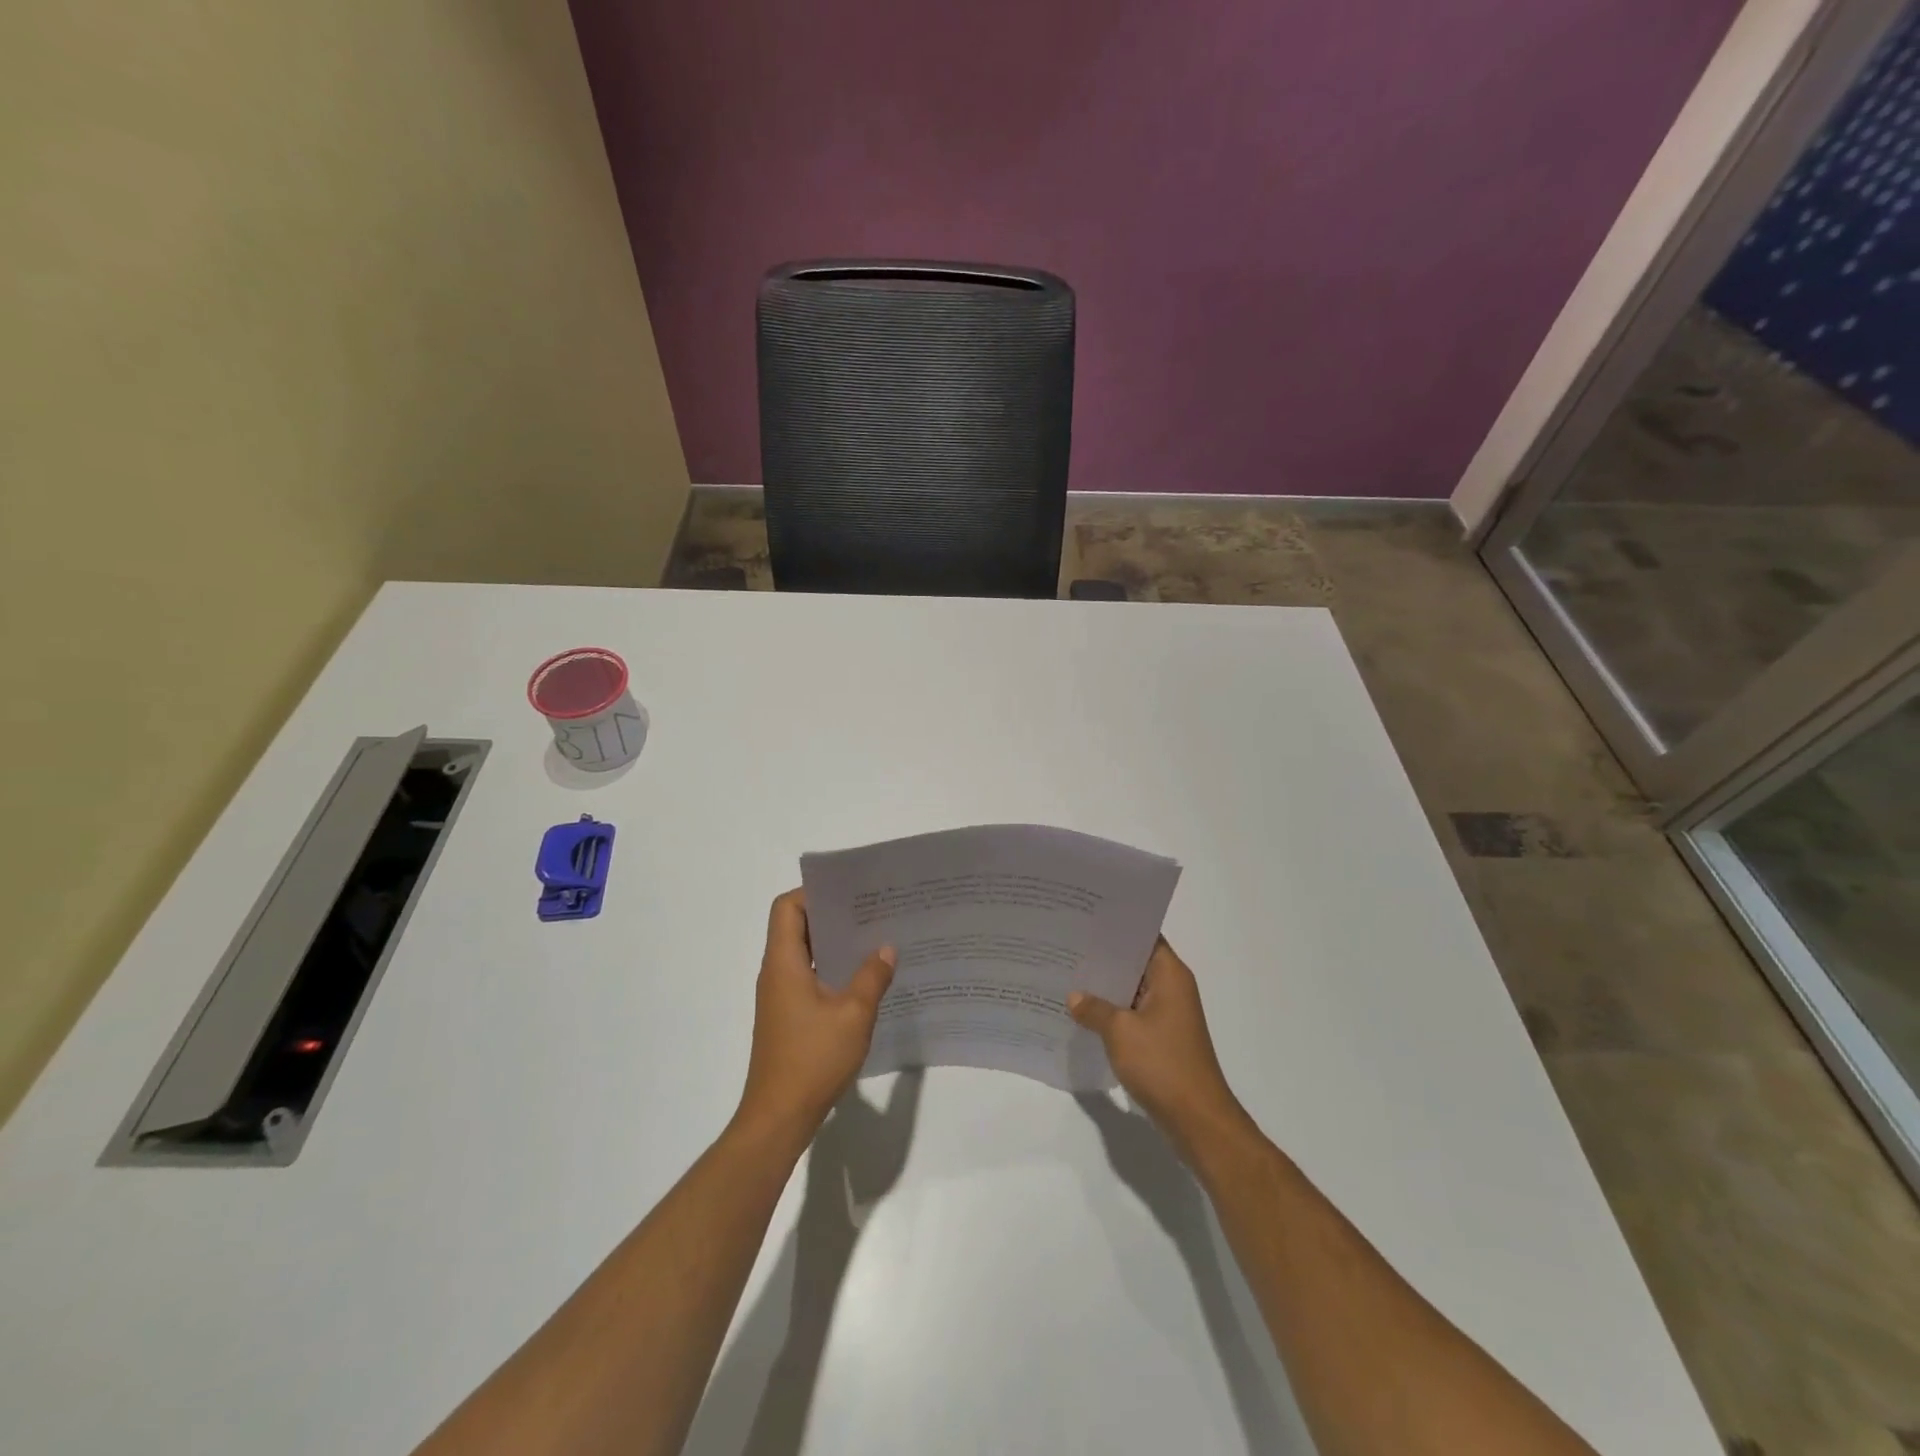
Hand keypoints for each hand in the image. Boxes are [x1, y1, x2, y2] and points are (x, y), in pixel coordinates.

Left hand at [736, 890, 896, 1148]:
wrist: (778, 1118)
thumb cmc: (812, 1059)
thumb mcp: (853, 1014)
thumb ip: (871, 976)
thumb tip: (885, 948)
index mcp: (784, 963)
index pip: (787, 907)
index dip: (814, 893)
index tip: (849, 893)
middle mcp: (776, 973)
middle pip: (796, 927)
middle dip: (832, 916)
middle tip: (871, 912)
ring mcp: (780, 997)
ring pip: (805, 954)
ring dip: (834, 945)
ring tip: (874, 940)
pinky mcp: (787, 1017)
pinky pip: (808, 978)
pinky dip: (832, 971)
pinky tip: (864, 981)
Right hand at [1068, 938, 1247, 1164]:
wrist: (1197, 1120)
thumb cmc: (1162, 1064)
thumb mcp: (1120, 1032)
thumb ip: (1094, 1008)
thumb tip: (1074, 997)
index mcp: (1170, 975)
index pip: (1143, 936)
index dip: (1116, 927)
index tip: (1084, 919)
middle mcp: (1173, 988)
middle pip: (1135, 962)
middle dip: (1103, 957)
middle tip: (1066, 946)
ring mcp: (1169, 1014)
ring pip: (1132, 989)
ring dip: (1106, 987)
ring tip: (1067, 975)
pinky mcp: (1163, 1038)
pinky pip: (1133, 1014)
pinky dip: (1112, 1012)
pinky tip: (1083, 1014)